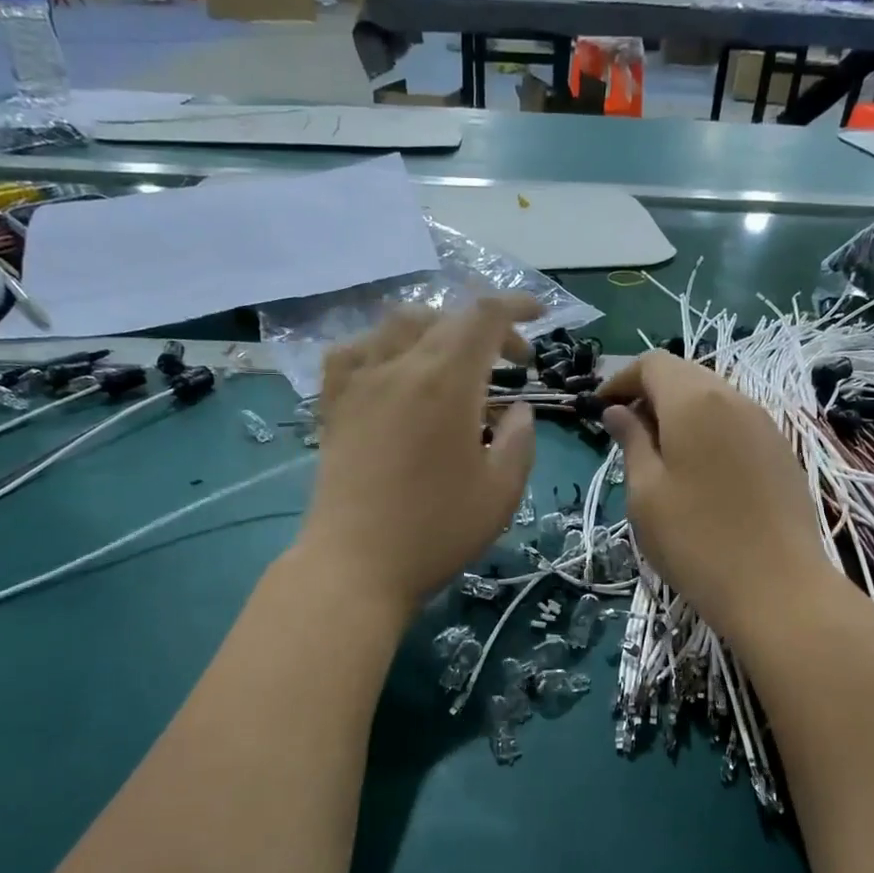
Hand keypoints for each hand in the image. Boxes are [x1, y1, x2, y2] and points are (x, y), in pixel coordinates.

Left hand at [295, 296, 538, 617]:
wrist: (355, 566)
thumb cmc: (436, 531)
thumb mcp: (501, 491)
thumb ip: (519, 439)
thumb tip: (519, 410)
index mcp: (446, 381)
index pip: (483, 316)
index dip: (516, 306)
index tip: (540, 317)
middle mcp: (399, 366)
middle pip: (445, 318)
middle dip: (487, 329)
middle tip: (512, 363)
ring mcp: (359, 382)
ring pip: (399, 325)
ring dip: (438, 329)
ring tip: (456, 359)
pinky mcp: (333, 405)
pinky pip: (354, 351)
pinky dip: (383, 347)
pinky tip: (393, 369)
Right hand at [598, 352, 828, 642]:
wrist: (778, 588)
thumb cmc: (696, 540)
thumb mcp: (646, 493)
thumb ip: (631, 442)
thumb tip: (619, 411)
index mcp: (695, 401)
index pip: (653, 363)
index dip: (620, 379)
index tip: (600, 409)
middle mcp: (735, 399)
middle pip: (686, 375)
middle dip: (650, 393)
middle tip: (625, 432)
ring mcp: (765, 424)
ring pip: (713, 398)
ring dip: (680, 413)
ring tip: (659, 453)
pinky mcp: (781, 452)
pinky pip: (736, 423)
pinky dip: (707, 430)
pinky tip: (698, 471)